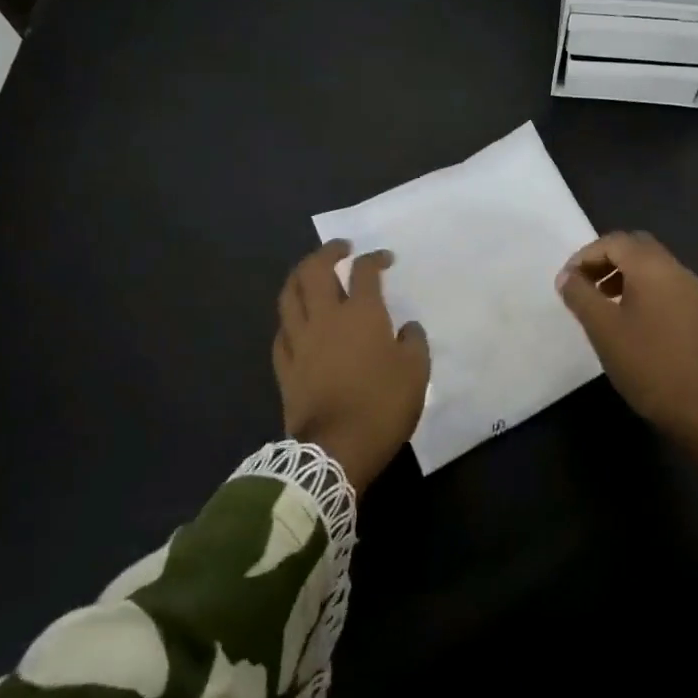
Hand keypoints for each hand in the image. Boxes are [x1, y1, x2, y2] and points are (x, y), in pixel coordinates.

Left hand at [272, 239, 429, 489]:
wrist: (337, 449)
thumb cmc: (382, 405)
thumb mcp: (416, 372)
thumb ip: (413, 342)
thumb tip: (406, 328)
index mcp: (361, 314)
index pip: (364, 271)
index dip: (374, 259)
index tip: (384, 259)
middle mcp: (326, 318)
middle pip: (315, 271)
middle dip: (327, 252)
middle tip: (340, 248)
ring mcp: (300, 341)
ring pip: (289, 295)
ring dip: (300, 276)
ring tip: (310, 273)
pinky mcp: (285, 366)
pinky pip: (282, 332)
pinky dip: (290, 318)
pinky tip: (296, 321)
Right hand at [556, 231, 697, 435]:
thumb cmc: (647, 363)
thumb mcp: (603, 329)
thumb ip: (580, 296)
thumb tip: (567, 277)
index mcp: (653, 267)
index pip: (614, 241)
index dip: (585, 256)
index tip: (567, 282)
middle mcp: (676, 270)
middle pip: (635, 247)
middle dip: (605, 260)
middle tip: (584, 285)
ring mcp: (692, 291)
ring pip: (651, 266)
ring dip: (622, 274)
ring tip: (601, 303)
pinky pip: (664, 285)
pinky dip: (641, 289)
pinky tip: (629, 320)